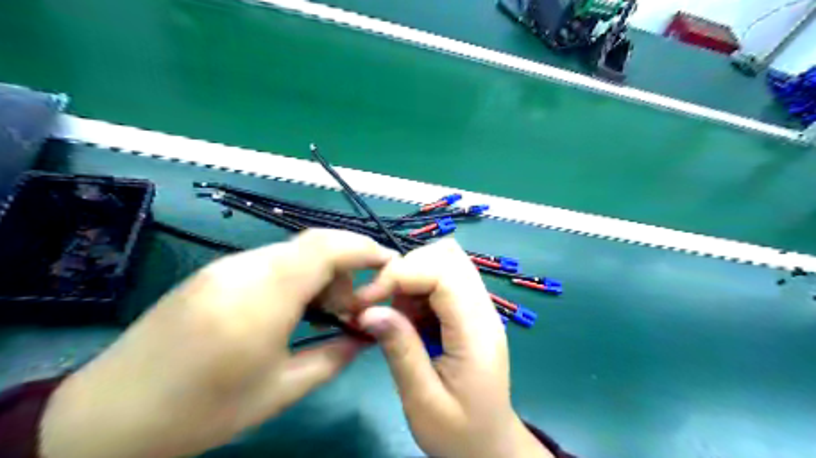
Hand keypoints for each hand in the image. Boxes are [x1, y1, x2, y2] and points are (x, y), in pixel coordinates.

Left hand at [39, 230, 395, 457]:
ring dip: (320, 273)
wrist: (106, 415)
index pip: (326, 247)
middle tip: (350, 307)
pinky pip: (270, 262)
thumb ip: (333, 357)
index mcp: (263, 298)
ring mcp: (225, 267)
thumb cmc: (200, 412)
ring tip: (321, 312)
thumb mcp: (279, 391)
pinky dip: (296, 276)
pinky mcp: (213, 273)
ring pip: (293, 252)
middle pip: (314, 245)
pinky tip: (290, 309)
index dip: (363, 247)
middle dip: (346, 267)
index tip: (388, 263)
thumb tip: (367, 335)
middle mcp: (244, 269)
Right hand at [357, 240, 550, 457]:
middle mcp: (483, 309)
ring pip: (445, 261)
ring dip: (411, 278)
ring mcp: (479, 308)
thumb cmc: (459, 433)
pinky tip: (409, 319)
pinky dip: (418, 290)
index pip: (444, 272)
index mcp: (477, 331)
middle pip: (447, 255)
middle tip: (381, 303)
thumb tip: (369, 310)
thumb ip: (400, 350)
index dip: (402, 274)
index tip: (367, 299)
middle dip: (406, 269)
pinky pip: (443, 280)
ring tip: (396, 315)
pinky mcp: (469, 312)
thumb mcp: (423, 401)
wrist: (489, 447)